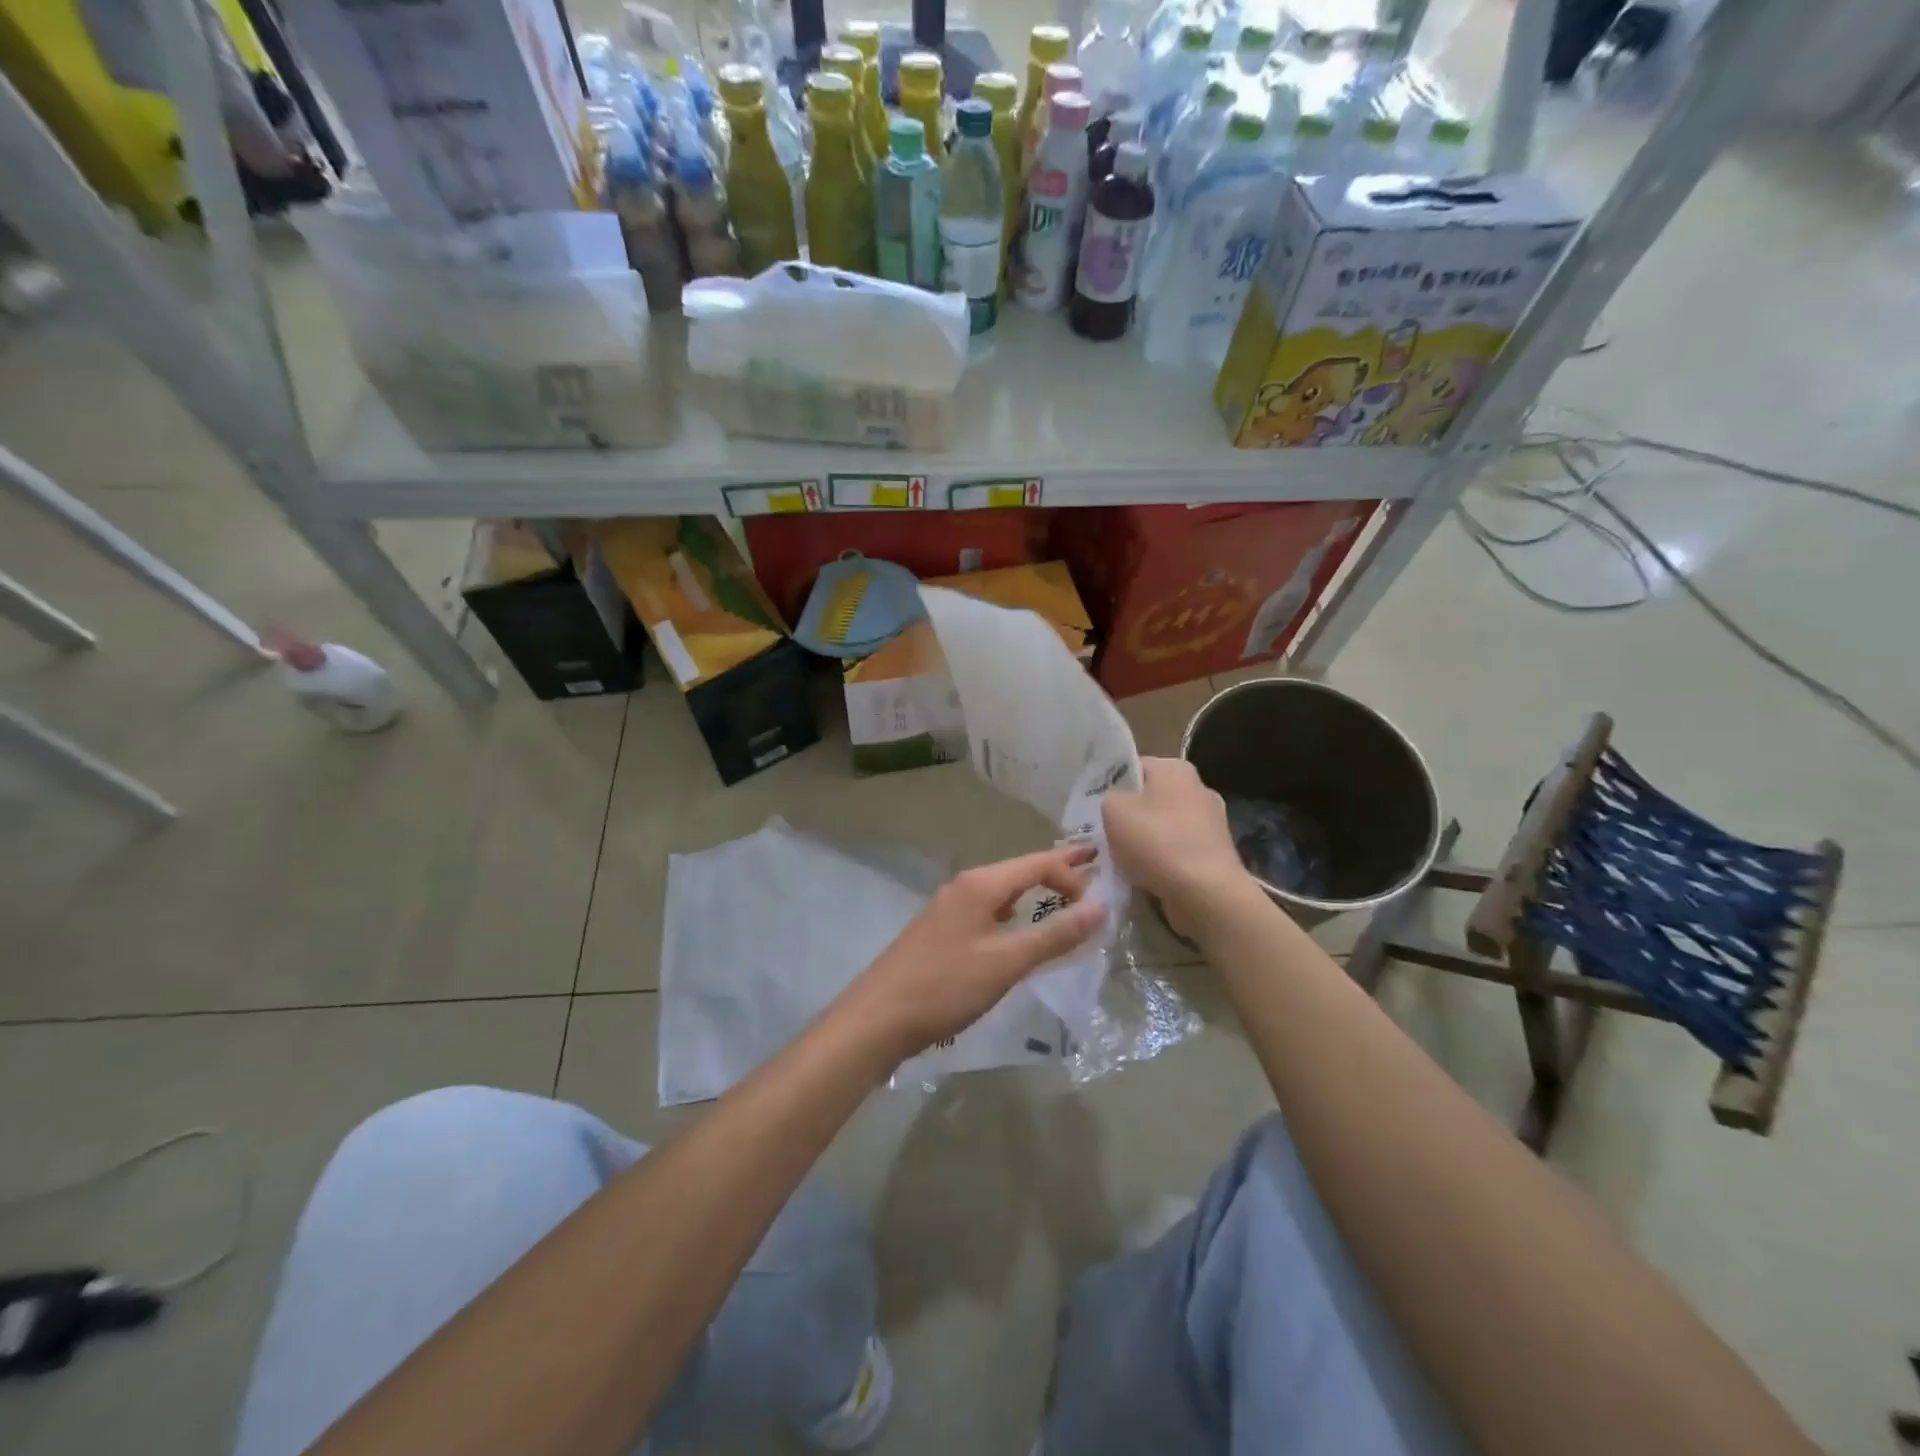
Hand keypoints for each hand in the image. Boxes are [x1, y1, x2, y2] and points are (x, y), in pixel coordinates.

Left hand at [834, 845, 1105, 1064]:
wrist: (878, 1017)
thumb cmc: (945, 986)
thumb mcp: (1006, 962)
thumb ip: (1054, 935)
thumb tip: (1101, 906)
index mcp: (981, 884)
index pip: (1037, 863)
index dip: (1071, 874)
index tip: (1099, 900)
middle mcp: (965, 886)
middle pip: (1019, 871)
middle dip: (1055, 869)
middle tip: (1092, 864)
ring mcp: (949, 908)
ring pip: (1003, 892)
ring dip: (1035, 892)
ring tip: (1063, 896)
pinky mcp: (941, 932)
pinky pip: (988, 912)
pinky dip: (1014, 913)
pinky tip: (1019, 929)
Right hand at [1102, 758, 1255, 935]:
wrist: (1205, 893)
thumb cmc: (1156, 842)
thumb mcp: (1113, 810)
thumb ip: (1108, 797)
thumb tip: (1117, 803)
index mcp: (1175, 769)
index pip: (1134, 767)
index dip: (1112, 786)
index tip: (1096, 808)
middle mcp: (1198, 789)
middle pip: (1149, 799)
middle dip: (1129, 817)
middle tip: (1104, 836)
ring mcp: (1211, 823)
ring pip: (1163, 827)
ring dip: (1144, 843)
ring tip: (1121, 862)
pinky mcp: (1215, 854)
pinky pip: (1177, 852)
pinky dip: (1161, 862)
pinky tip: (1144, 877)